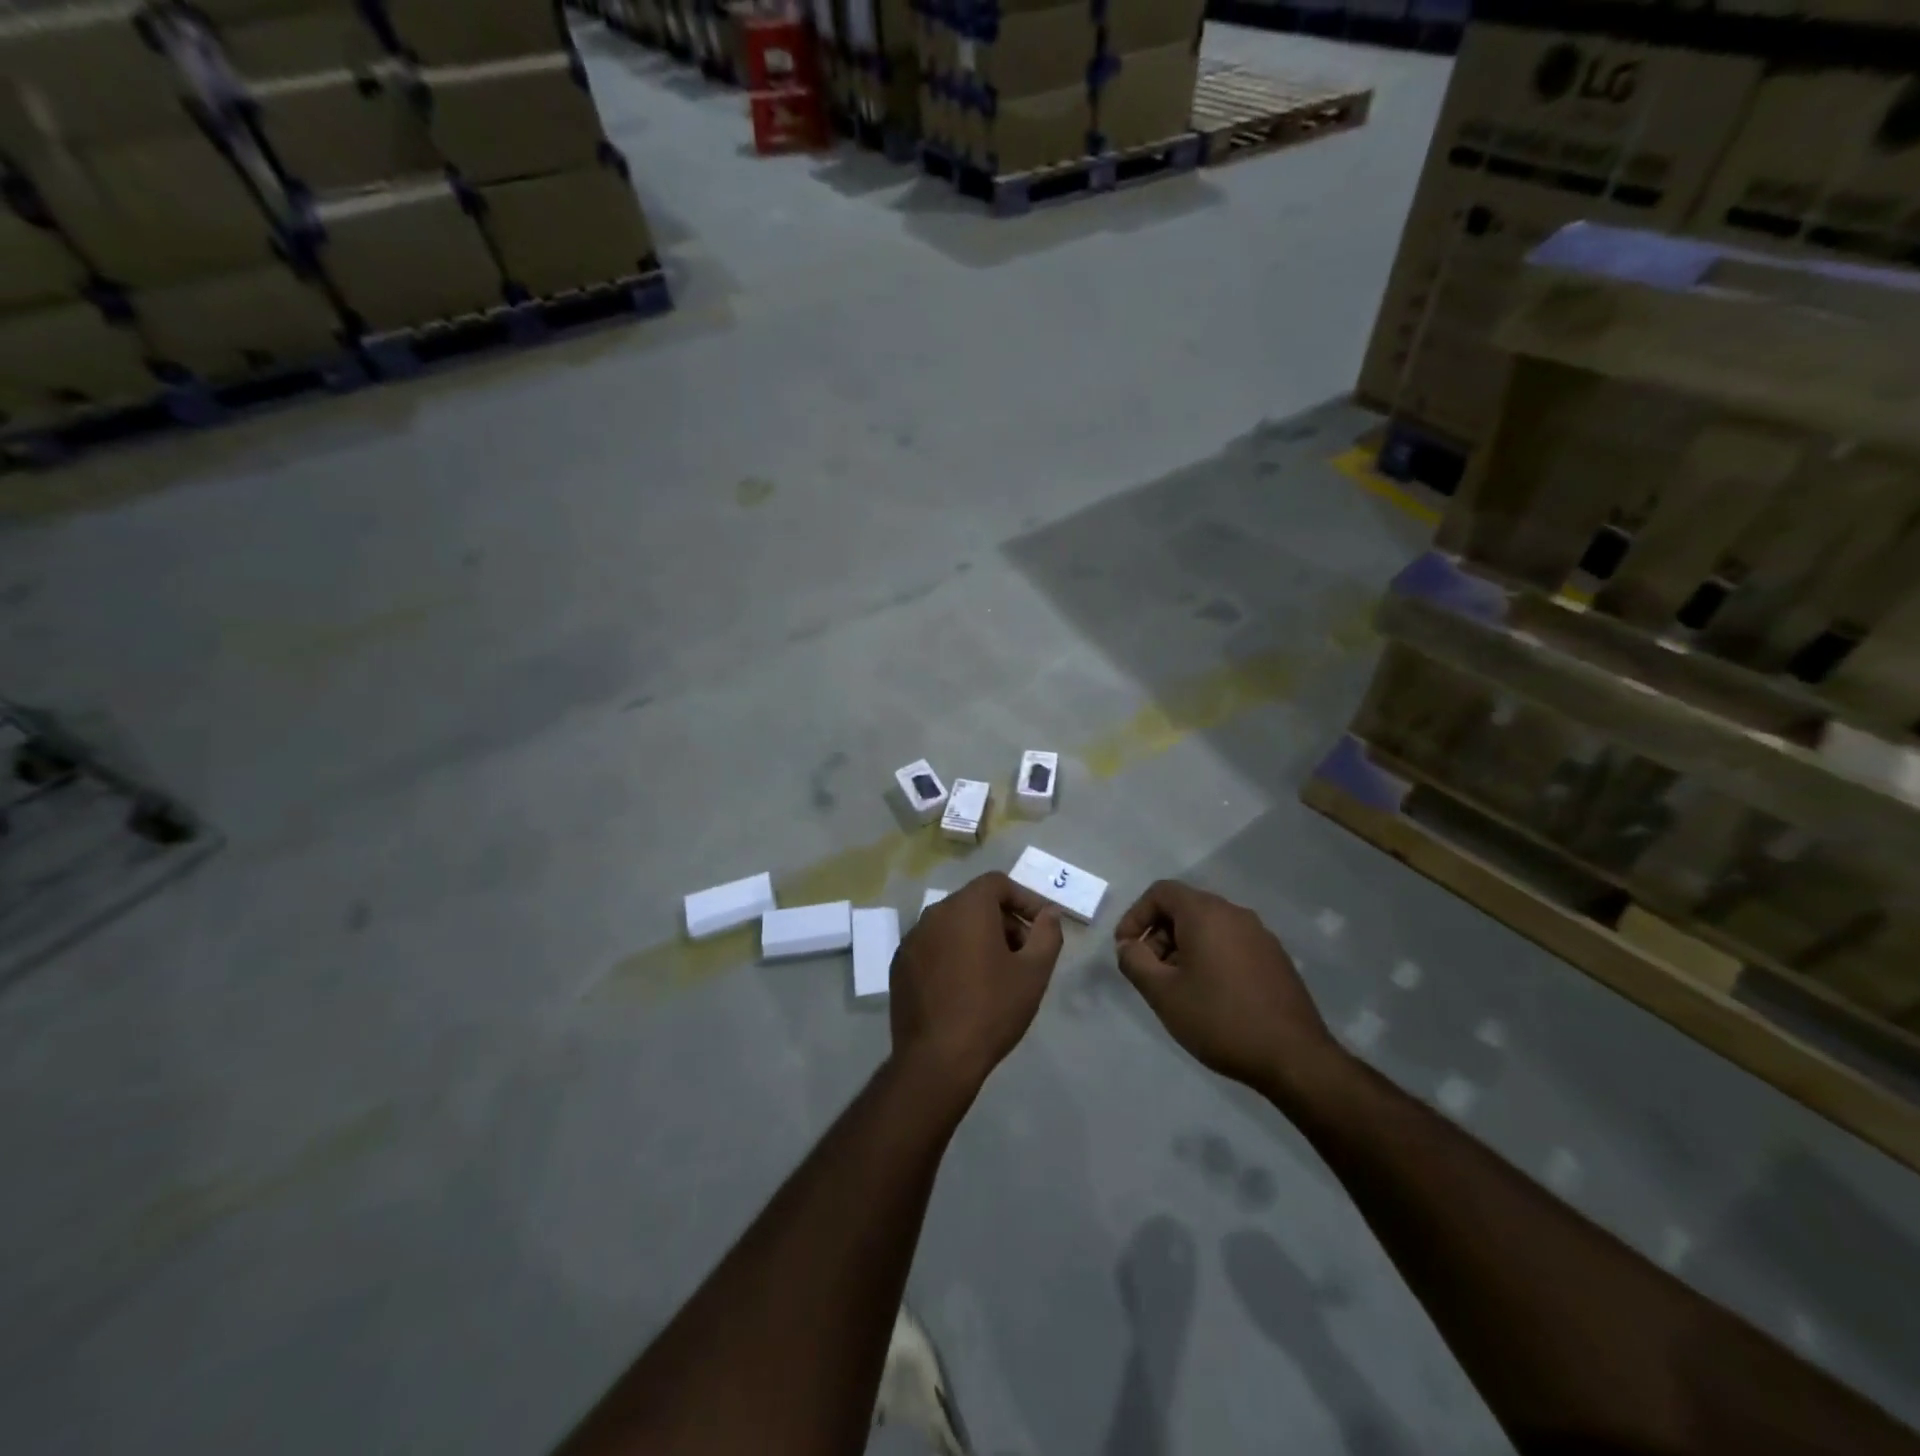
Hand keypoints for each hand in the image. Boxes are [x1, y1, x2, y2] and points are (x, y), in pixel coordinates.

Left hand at [891, 872, 1063, 1096]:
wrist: (937, 1058)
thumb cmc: (992, 1009)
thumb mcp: (1034, 972)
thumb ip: (1047, 934)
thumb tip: (1050, 913)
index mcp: (966, 907)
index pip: (997, 883)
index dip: (1025, 899)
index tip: (1041, 927)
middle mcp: (934, 913)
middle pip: (975, 903)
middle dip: (1004, 921)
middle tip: (1024, 954)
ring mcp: (912, 939)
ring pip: (953, 925)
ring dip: (978, 939)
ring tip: (997, 974)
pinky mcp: (900, 965)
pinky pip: (934, 947)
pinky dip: (953, 955)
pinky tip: (965, 989)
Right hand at [1114, 880, 1339, 1100]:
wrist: (1294, 1058)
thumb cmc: (1219, 1019)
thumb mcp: (1162, 993)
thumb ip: (1134, 961)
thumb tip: (1128, 946)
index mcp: (1206, 913)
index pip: (1161, 892)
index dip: (1136, 916)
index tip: (1126, 949)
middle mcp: (1235, 914)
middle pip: (1185, 908)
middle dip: (1158, 935)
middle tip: (1150, 973)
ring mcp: (1260, 935)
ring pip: (1208, 927)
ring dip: (1183, 948)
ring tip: (1177, 988)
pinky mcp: (1275, 959)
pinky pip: (1231, 944)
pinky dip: (1209, 957)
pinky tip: (1209, 996)